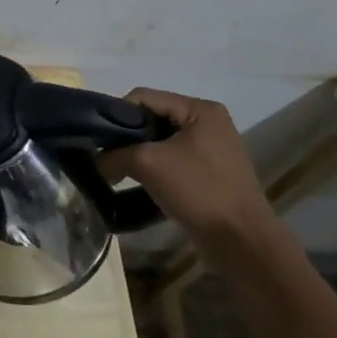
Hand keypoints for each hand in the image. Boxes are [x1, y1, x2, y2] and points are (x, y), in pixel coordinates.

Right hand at [102, 88, 277, 247]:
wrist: (241, 240)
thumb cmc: (198, 190)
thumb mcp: (148, 163)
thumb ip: (115, 155)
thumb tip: (95, 161)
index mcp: (200, 109)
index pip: (144, 97)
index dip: (116, 113)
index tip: (97, 138)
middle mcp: (208, 123)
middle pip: (152, 119)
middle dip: (126, 137)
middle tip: (104, 156)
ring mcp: (210, 150)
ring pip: (160, 143)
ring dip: (137, 155)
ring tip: (117, 172)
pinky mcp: (208, 174)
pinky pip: (172, 162)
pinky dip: (152, 170)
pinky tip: (137, 185)